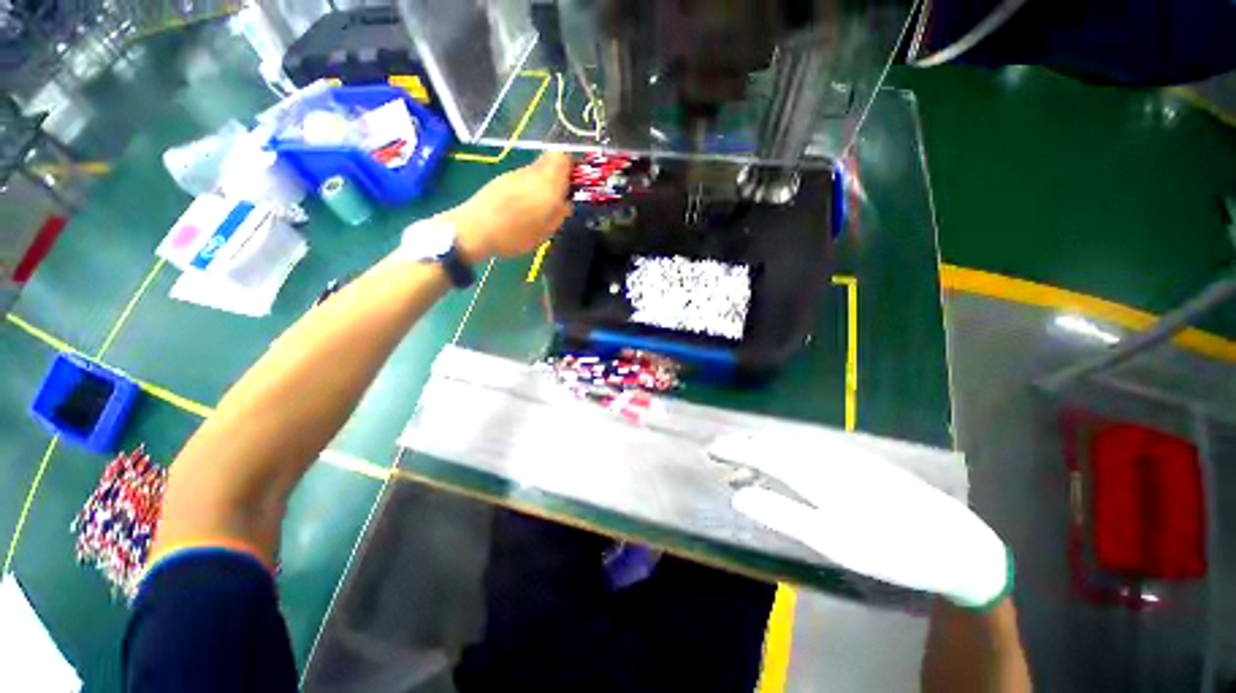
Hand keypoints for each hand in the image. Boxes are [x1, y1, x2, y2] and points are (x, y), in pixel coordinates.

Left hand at [446, 152, 572, 262]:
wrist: (475, 229)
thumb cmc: (515, 234)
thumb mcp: (546, 231)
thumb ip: (560, 214)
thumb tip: (567, 203)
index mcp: (548, 182)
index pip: (564, 157)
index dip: (573, 165)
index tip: (576, 182)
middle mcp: (532, 172)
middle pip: (550, 161)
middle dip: (559, 176)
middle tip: (562, 196)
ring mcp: (515, 174)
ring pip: (536, 171)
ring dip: (544, 183)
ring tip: (542, 206)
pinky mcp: (502, 179)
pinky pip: (523, 179)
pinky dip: (529, 188)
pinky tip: (524, 208)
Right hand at [709, 433, 1011, 609]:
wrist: (954, 540)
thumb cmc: (890, 549)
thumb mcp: (833, 541)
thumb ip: (783, 514)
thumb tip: (739, 496)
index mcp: (815, 474)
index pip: (761, 453)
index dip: (734, 449)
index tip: (711, 449)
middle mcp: (823, 455)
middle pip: (773, 444)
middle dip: (743, 447)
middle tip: (720, 454)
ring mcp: (841, 455)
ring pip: (789, 444)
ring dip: (762, 449)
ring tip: (744, 461)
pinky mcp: (855, 460)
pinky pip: (807, 447)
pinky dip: (785, 451)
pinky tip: (782, 459)